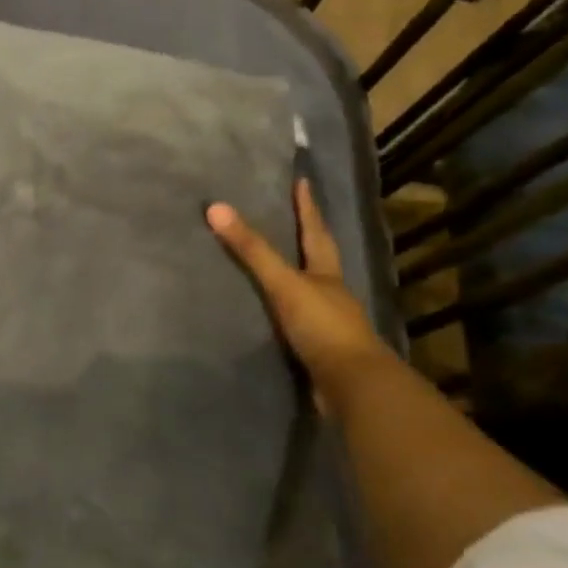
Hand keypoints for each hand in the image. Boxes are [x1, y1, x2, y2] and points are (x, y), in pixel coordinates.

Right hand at [206, 179, 391, 407]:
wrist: (352, 385)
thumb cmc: (322, 326)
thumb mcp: (284, 283)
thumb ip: (252, 250)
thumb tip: (216, 208)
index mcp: (326, 273)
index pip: (315, 231)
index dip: (307, 207)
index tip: (303, 182)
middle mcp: (330, 294)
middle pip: (318, 259)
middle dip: (307, 239)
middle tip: (290, 219)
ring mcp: (327, 323)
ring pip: (309, 291)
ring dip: (296, 277)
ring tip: (275, 265)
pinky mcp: (318, 349)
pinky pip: (298, 322)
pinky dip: (285, 313)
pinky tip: (271, 315)